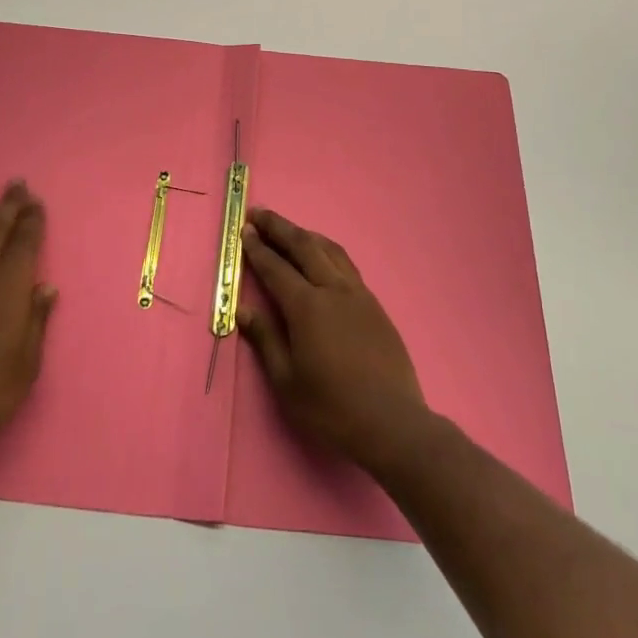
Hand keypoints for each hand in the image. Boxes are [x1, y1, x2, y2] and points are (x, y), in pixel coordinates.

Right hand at [237, 207, 430, 476]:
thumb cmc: (332, 409)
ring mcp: (358, 294)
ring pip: (329, 250)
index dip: (258, 249)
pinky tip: (323, 256)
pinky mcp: (374, 304)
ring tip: (288, 229)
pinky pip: (346, 264)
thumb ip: (266, 340)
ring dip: (305, 234)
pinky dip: (327, 250)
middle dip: (279, 228)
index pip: (276, 268)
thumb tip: (244, 309)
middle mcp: (333, 290)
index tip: (245, 231)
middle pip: (304, 247)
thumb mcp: (288, 382)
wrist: (393, 424)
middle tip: (259, 214)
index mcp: (308, 308)